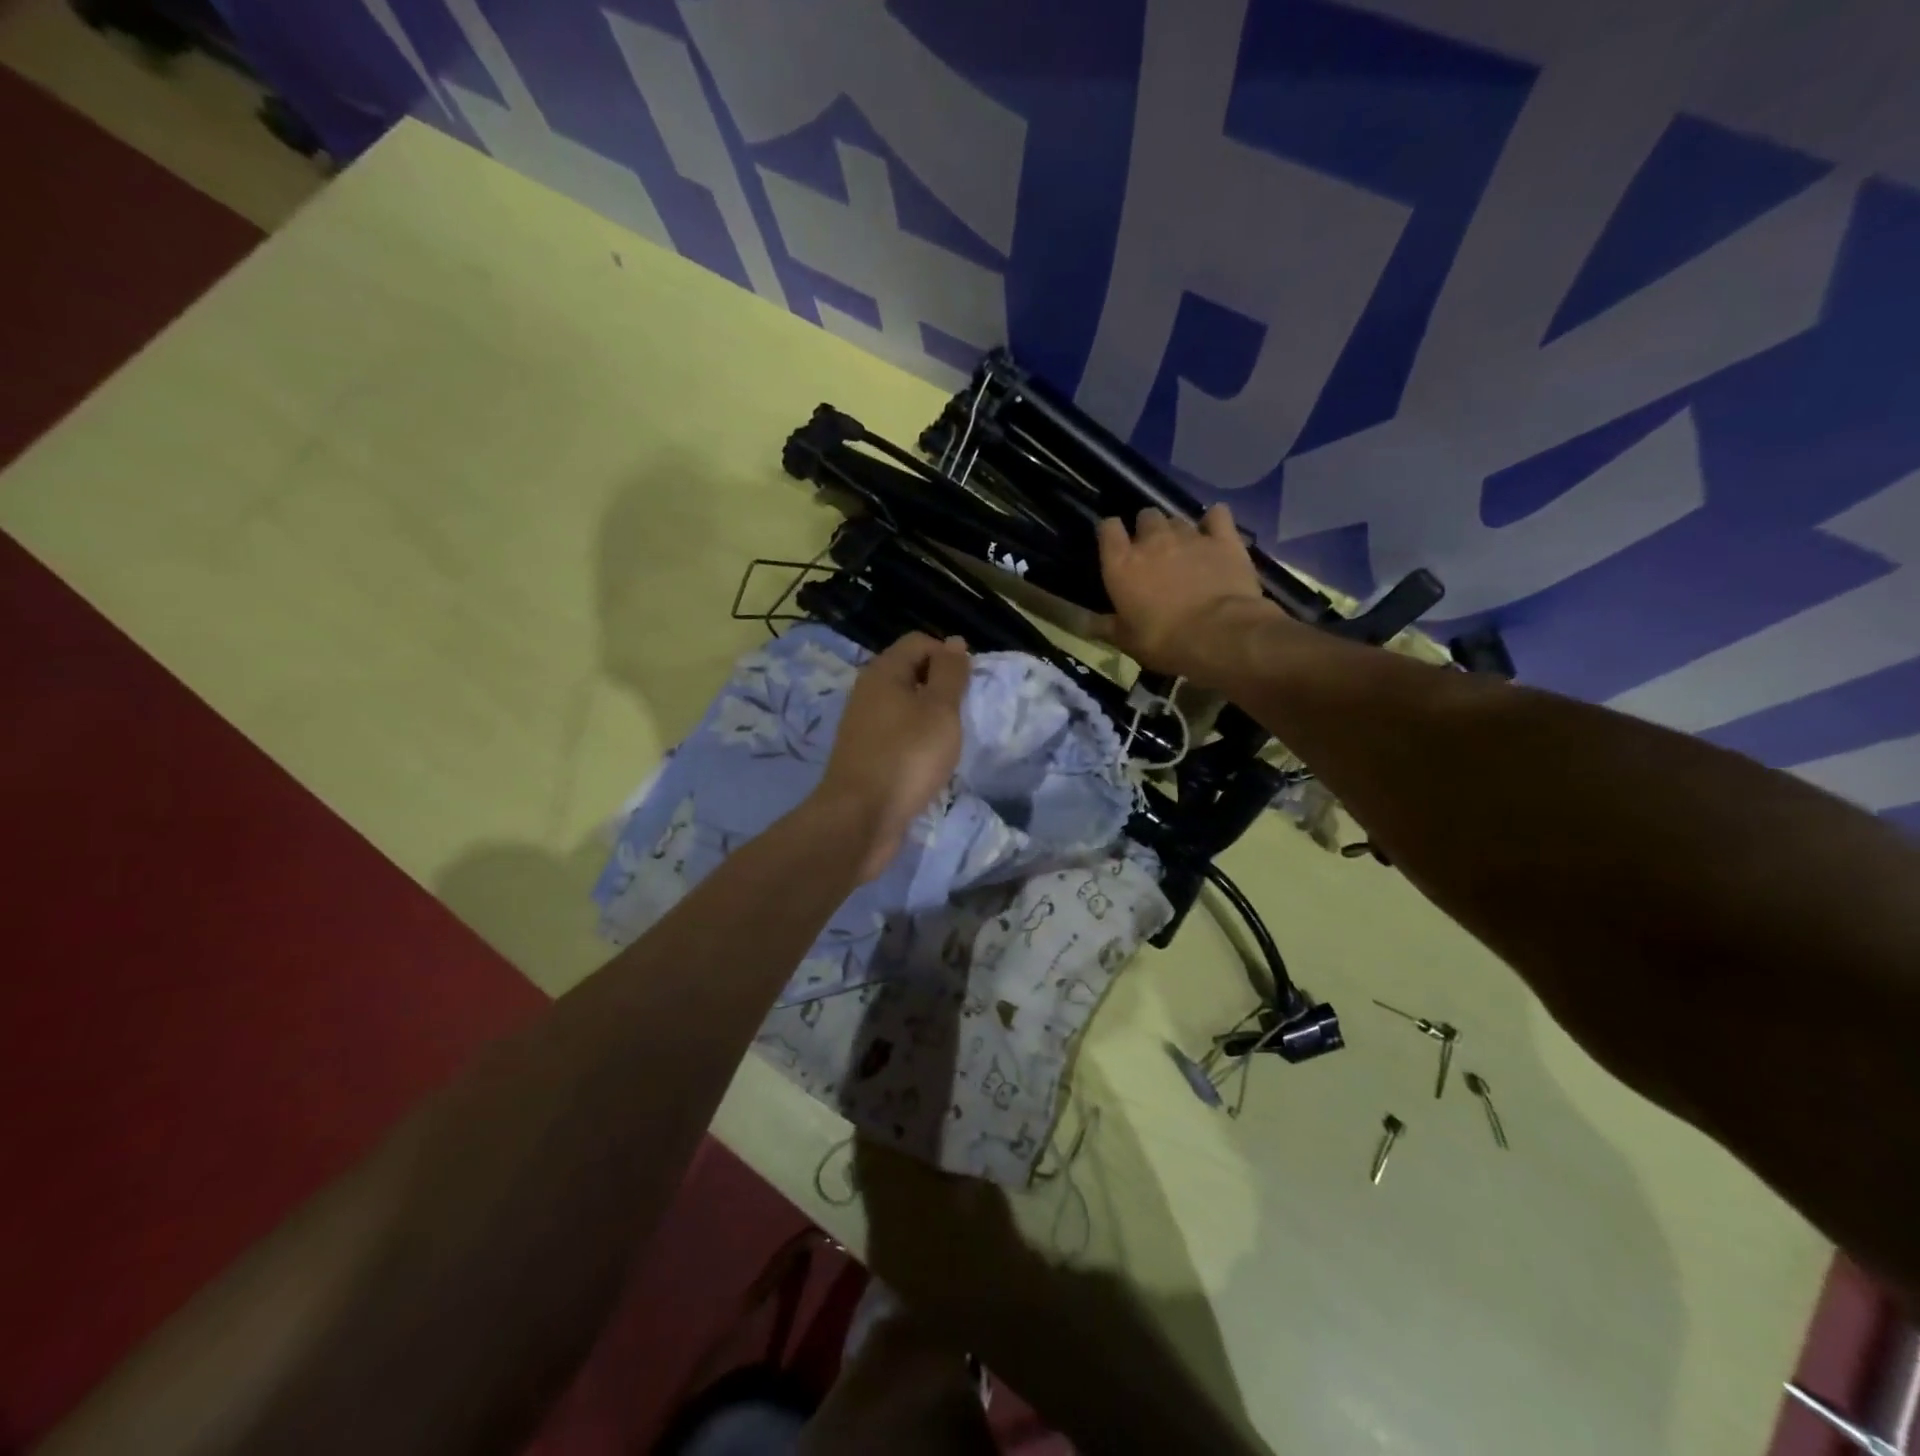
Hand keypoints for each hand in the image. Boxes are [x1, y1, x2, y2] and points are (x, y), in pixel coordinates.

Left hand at [811, 632, 969, 880]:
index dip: (948, 655)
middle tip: (964, 713)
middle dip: (941, 687)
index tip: (969, 686)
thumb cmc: (907, 757)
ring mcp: (863, 725)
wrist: (860, 818)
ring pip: (905, 707)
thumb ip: (950, 674)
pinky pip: (898, 735)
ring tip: (951, 740)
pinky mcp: (865, 755)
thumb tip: (954, 641)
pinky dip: (916, 742)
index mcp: (883, 672)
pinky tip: (930, 762)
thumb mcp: (940, 710)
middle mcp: (868, 692)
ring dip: (930, 718)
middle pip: (911, 673)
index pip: (919, 642)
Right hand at [1095, 505, 1277, 684]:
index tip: (1115, 544)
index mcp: (1121, 564)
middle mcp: (1153, 541)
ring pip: (1177, 519)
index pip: (1108, 528)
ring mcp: (1190, 536)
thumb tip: (1082, 623)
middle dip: (1147, 529)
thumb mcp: (1126, 641)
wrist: (1219, 635)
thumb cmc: (1164, 641)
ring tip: (1183, 550)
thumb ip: (1104, 626)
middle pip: (1145, 516)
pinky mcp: (1223, 539)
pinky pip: (1217, 514)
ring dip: (1176, 531)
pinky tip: (1214, 532)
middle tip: (1153, 553)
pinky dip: (1213, 521)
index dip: (1111, 533)